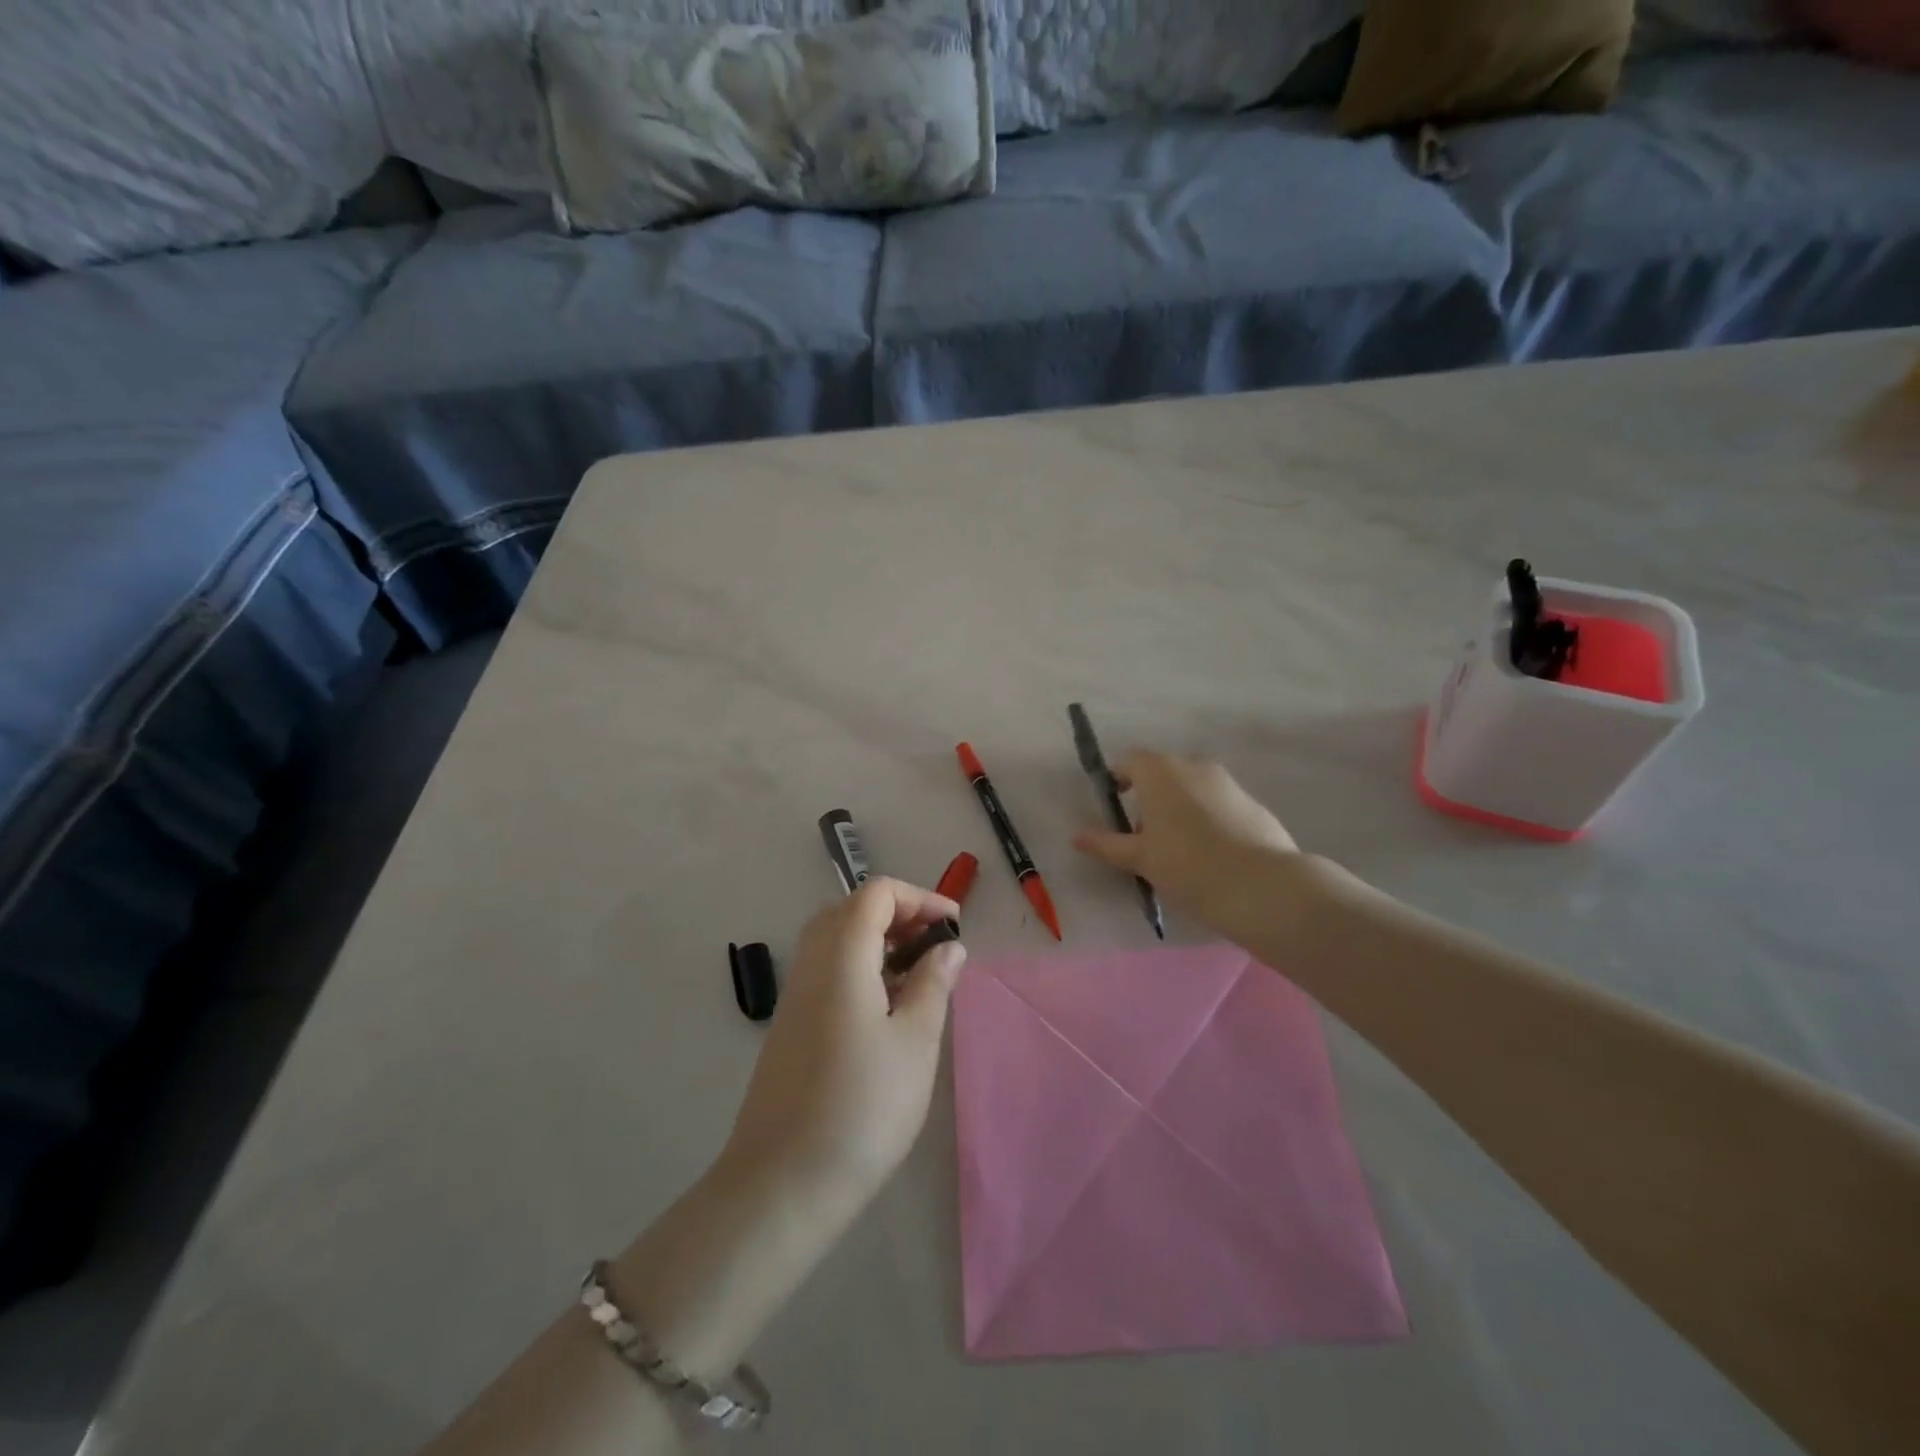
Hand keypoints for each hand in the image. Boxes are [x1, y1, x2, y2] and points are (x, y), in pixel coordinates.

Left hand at [721, 878, 964, 1206]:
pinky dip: (860, 968)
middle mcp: (811, 965)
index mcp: (841, 957)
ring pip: (836, 941)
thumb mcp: (915, 1043)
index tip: (953, 926)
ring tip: (918, 976)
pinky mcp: (790, 1026)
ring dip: (879, 942)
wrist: (782, 1185)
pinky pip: (827, 972)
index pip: (875, 894)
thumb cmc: (862, 1107)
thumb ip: (934, 984)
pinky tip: (886, 1010)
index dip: (919, 897)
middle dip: (898, 915)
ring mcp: (795, 996)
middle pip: (851, 910)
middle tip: (935, 946)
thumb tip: (948, 948)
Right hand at [1073, 752, 1303, 929]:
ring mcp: (1227, 782)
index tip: (1116, 807)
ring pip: (1192, 787)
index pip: (1129, 760)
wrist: (1262, 886)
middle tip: (1144, 836)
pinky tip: (1211, 854)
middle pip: (1162, 773)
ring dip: (1179, 807)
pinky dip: (1207, 818)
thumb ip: (1107, 844)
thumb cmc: (1187, 866)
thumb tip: (1077, 836)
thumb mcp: (1140, 859)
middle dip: (1150, 797)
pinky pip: (1218, 803)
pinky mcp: (1252, 802)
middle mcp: (1193, 765)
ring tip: (1178, 850)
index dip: (1118, 779)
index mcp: (1160, 771)